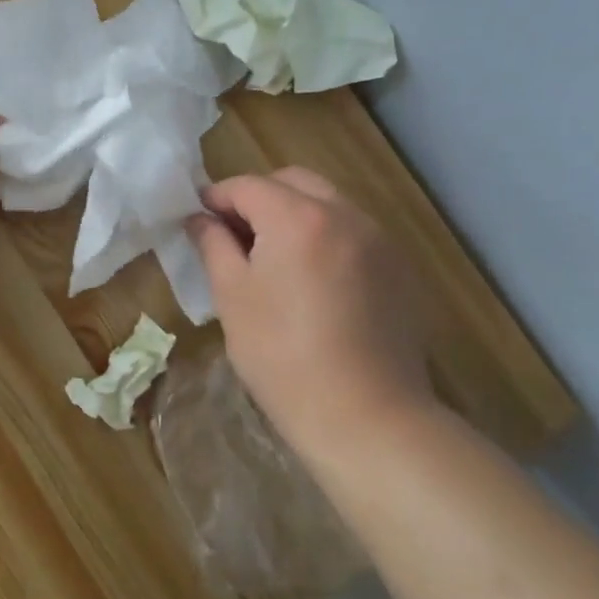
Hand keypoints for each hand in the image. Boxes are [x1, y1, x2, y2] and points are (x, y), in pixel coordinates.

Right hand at [187, 167, 433, 454]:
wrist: (366, 416)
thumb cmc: (281, 354)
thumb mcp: (232, 296)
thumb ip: (213, 245)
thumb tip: (200, 219)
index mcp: (297, 217)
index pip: (247, 186)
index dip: (216, 197)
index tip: (197, 220)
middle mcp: (345, 214)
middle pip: (293, 182)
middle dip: (258, 198)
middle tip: (234, 235)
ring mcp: (380, 240)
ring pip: (328, 205)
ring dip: (294, 215)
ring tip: (273, 259)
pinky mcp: (400, 269)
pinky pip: (353, 233)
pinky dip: (325, 238)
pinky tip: (313, 282)